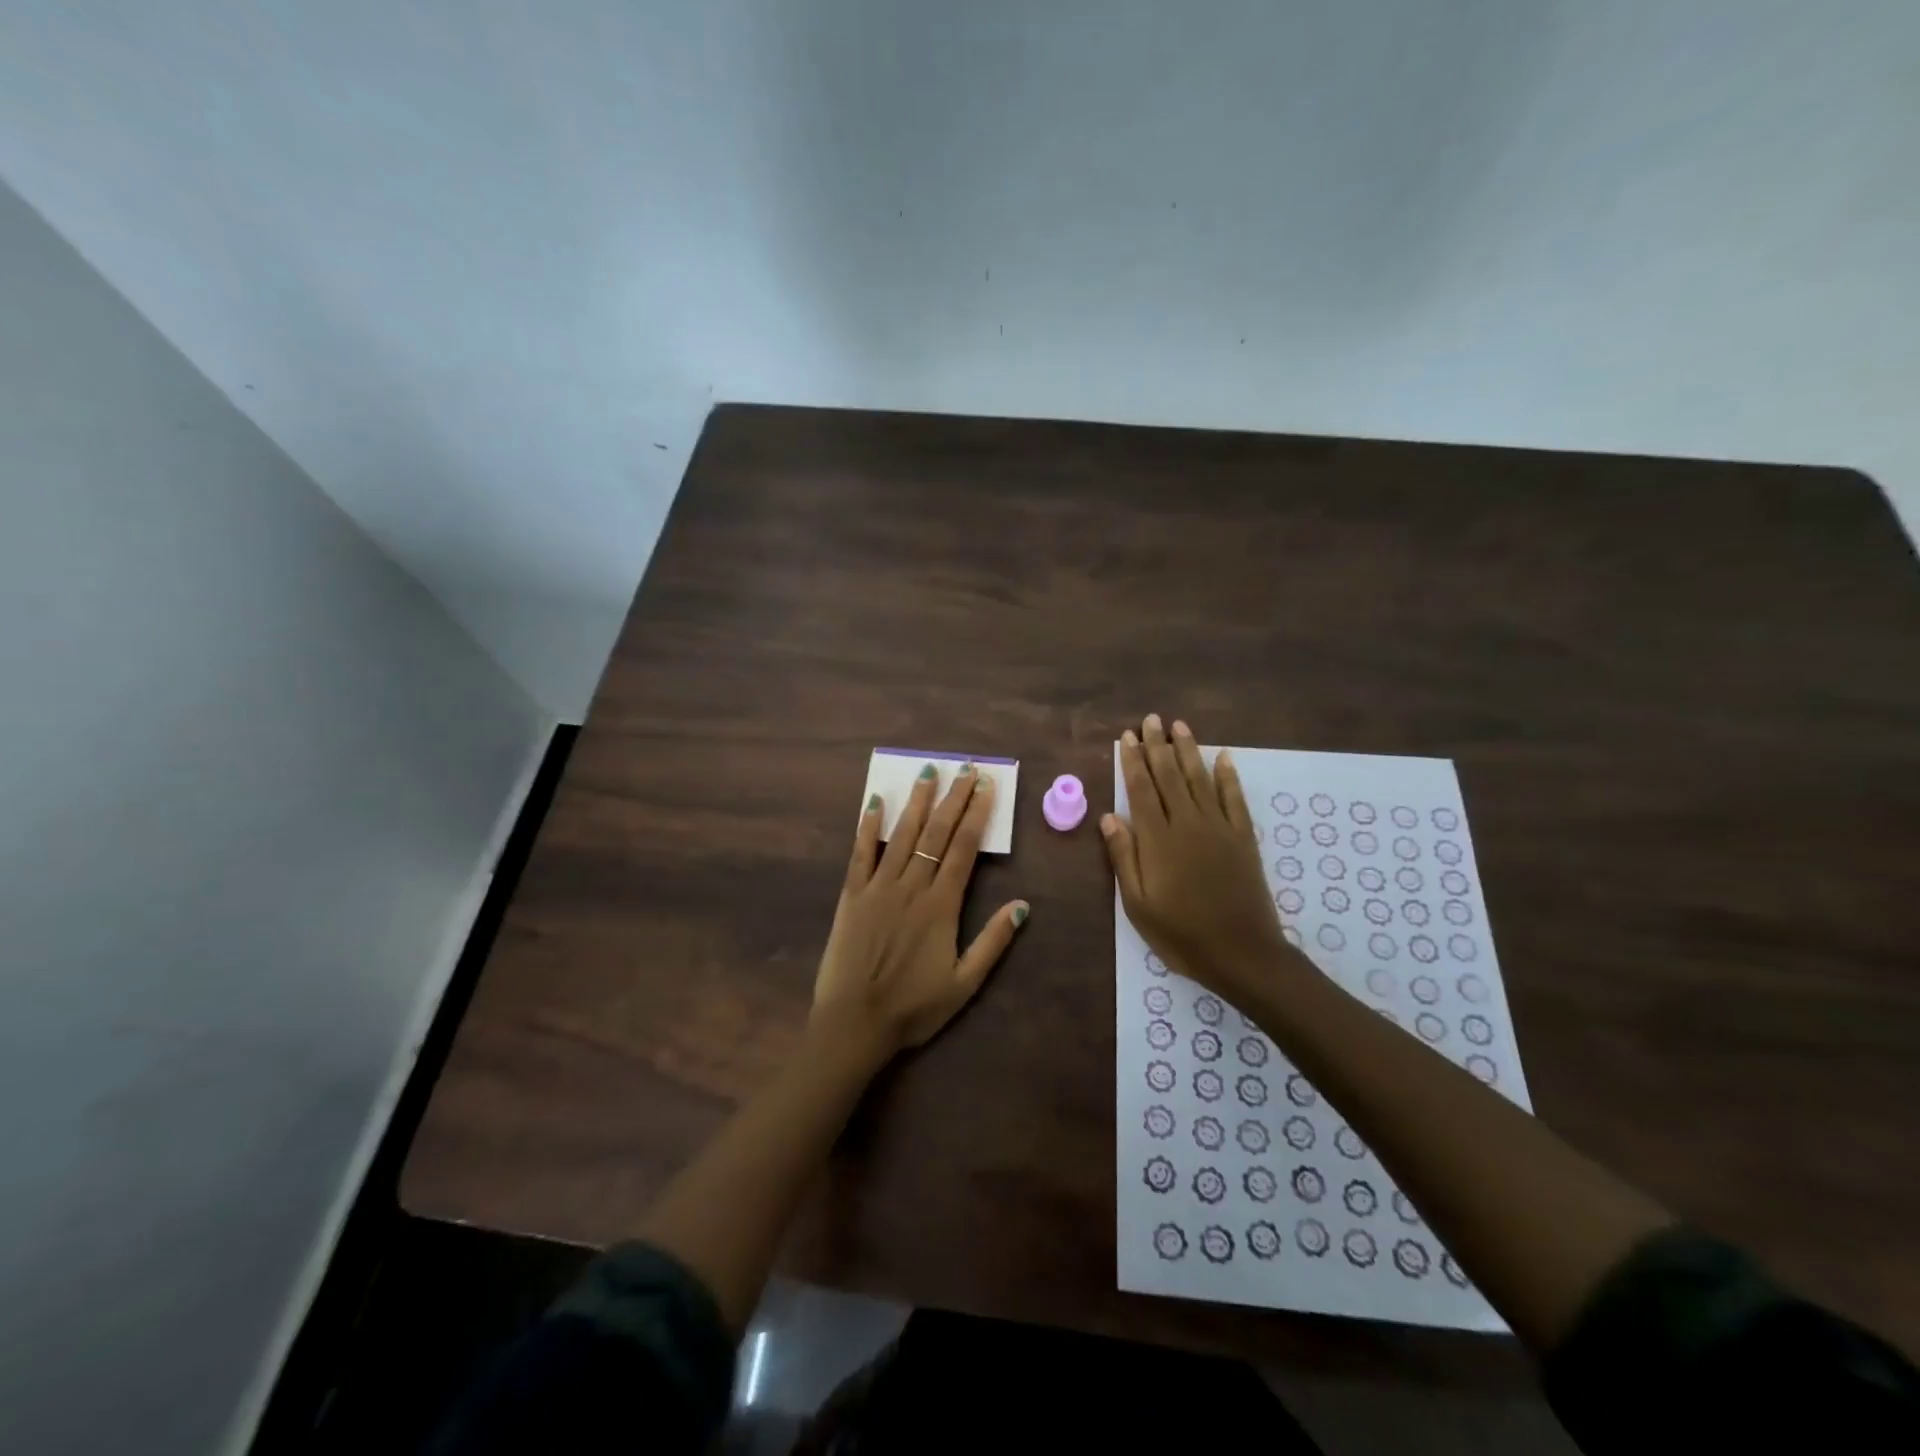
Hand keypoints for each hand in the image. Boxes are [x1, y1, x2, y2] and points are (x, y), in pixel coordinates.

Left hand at [812, 763, 1028, 1061]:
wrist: (854, 1023)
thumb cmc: (913, 1008)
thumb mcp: (964, 983)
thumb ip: (993, 942)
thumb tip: (1022, 905)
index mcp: (941, 905)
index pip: (964, 849)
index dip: (977, 815)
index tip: (985, 787)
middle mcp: (912, 887)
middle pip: (937, 833)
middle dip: (954, 798)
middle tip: (965, 768)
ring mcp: (878, 887)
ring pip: (902, 835)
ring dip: (918, 802)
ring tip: (928, 772)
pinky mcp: (851, 895)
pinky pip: (861, 853)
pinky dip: (868, 827)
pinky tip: (874, 803)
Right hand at [1102, 714, 1308, 1005]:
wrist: (1242, 953)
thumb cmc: (1181, 933)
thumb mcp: (1138, 904)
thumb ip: (1124, 856)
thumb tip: (1109, 816)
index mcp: (1158, 839)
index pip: (1141, 789)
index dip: (1133, 761)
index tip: (1127, 737)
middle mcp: (1188, 824)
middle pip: (1170, 776)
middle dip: (1158, 746)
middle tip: (1151, 719)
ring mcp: (1219, 828)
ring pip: (1200, 779)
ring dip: (1188, 751)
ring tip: (1179, 726)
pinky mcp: (1243, 838)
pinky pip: (1235, 798)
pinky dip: (1229, 776)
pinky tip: (1224, 757)